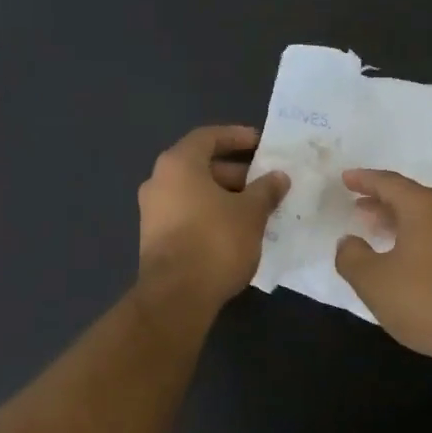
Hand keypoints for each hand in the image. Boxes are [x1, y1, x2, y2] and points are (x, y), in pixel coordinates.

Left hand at [137, 125, 289, 308]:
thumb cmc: (215, 241)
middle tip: (265, 181)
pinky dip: (211, 214)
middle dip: (236, 172)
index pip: (208, 137)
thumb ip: (266, 190)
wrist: (176, 296)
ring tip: (257, 208)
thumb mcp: (251, 213)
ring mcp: (153, 211)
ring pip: (194, 192)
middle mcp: (159, 181)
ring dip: (225, 196)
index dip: (236, 136)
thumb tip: (278, 177)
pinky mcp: (155, 238)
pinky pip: (188, 214)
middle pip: (200, 166)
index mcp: (178, 164)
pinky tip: (237, 230)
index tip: (261, 143)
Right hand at [334, 169, 431, 368]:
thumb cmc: (426, 300)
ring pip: (429, 220)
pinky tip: (409, 262)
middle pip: (412, 199)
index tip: (345, 178)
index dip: (364, 180)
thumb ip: (351, 257)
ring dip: (401, 224)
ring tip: (379, 234)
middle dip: (382, 202)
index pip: (389, 183)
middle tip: (359, 208)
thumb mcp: (373, 281)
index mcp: (425, 208)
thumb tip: (347, 242)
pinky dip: (420, 241)